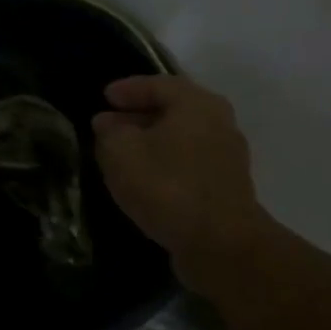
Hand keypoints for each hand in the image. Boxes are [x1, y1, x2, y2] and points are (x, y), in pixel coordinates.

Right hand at [92, 75, 273, 293]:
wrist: (220, 245)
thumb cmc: (167, 186)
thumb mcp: (120, 152)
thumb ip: (109, 132)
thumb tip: (108, 123)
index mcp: (197, 104)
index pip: (158, 84)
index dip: (128, 89)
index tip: (104, 97)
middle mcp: (218, 123)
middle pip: (173, 110)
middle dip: (137, 115)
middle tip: (108, 124)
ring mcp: (226, 157)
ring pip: (181, 138)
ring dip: (150, 142)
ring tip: (120, 152)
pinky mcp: (225, 188)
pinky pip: (188, 163)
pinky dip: (164, 163)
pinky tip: (143, 178)